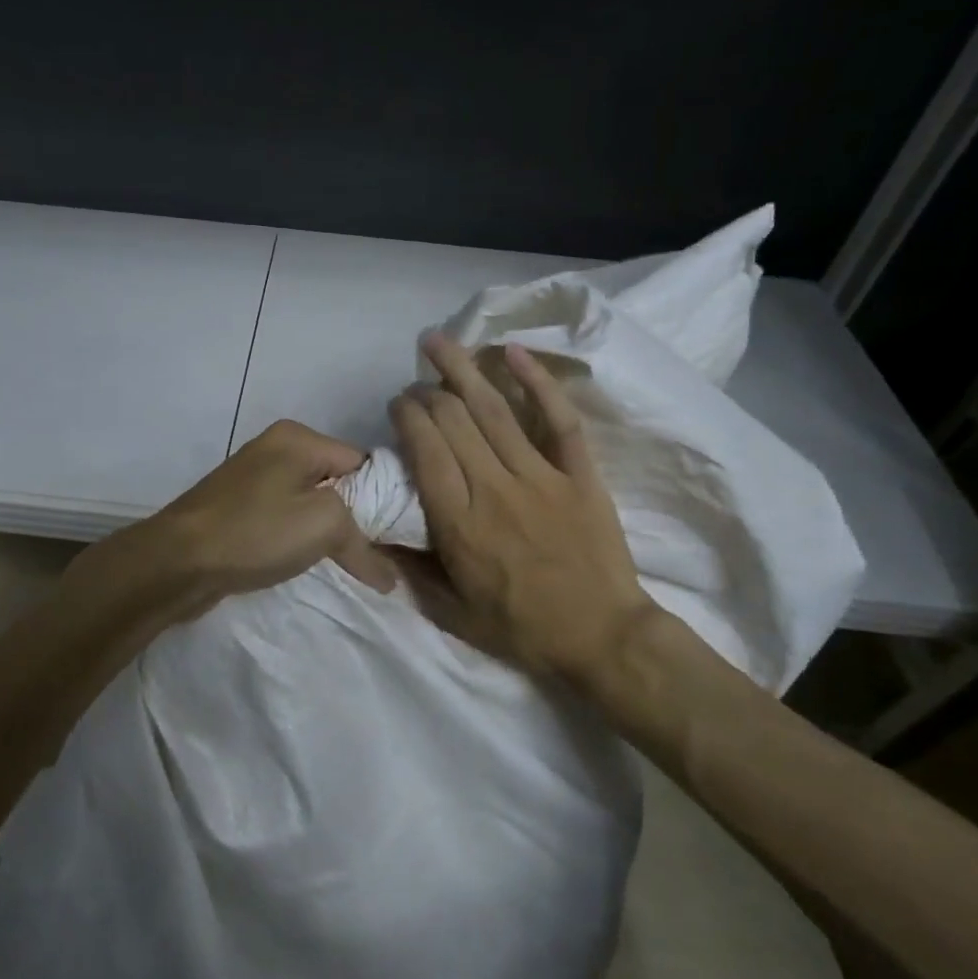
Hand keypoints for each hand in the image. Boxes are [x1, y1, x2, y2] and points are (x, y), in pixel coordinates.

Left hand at [104, 420, 395, 617]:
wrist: (176, 561)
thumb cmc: (256, 531)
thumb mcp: (323, 526)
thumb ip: (363, 544)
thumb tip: (389, 576)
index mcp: (298, 437)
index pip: (362, 462)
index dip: (383, 499)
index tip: (398, 537)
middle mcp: (275, 448)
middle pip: (336, 482)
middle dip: (355, 518)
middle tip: (376, 555)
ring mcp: (252, 478)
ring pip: (309, 503)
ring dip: (325, 532)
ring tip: (345, 564)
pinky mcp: (237, 507)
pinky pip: (283, 518)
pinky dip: (297, 538)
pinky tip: (305, 563)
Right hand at [388, 335, 657, 684]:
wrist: (603, 637)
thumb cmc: (521, 628)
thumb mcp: (451, 613)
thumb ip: (410, 571)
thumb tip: (374, 537)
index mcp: (459, 523)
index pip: (425, 450)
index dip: (407, 416)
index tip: (398, 404)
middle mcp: (494, 488)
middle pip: (453, 421)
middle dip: (426, 392)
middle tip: (416, 383)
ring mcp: (541, 477)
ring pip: (494, 411)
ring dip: (461, 369)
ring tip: (438, 341)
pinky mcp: (579, 474)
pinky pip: (558, 420)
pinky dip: (537, 383)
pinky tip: (513, 352)